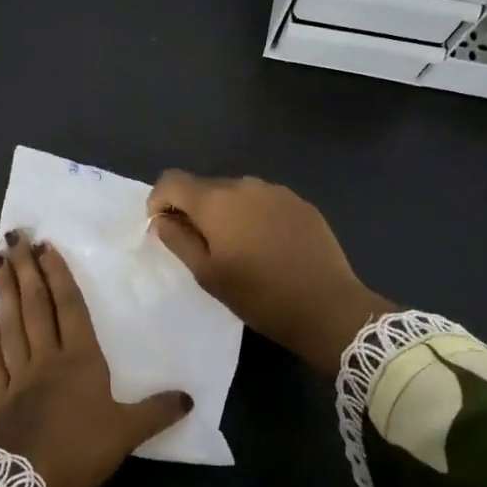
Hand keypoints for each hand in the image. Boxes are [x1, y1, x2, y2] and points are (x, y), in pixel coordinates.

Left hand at [0, 232, 193, 486]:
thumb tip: (189, 397)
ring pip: (10, 325)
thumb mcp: (128, 433)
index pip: (69, 308)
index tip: (45, 246)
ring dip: (3, 292)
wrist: (27, 484)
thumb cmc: (80, 450)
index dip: (58, 276)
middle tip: (13, 236)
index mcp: (80, 360)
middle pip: (35, 306)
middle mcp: (46, 358)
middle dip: (26, 270)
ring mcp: (18, 376)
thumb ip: (156, 412)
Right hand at [147, 172, 396, 374]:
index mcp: (216, 201)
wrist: (327, 306)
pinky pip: (264, 201)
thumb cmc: (259, 296)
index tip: (163, 228)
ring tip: (238, 248)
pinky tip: (268, 246)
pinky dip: (255, 216)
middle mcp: (245, 184)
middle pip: (205, 186)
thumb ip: (178, 240)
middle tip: (201, 247)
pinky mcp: (301, 203)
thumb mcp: (208, 275)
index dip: (159, 200)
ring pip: (236, 193)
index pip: (172, 180)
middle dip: (194, 209)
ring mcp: (276, 191)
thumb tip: (162, 220)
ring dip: (226, 212)